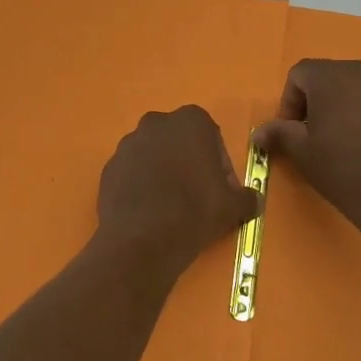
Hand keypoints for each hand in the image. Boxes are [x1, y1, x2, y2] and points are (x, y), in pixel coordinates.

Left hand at [96, 106, 259, 280]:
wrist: (142, 239)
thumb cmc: (195, 211)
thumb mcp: (234, 206)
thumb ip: (246, 196)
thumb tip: (252, 200)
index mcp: (190, 121)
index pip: (211, 136)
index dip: (219, 163)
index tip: (221, 189)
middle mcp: (155, 124)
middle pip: (179, 142)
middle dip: (189, 163)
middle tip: (197, 197)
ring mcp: (127, 145)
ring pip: (153, 156)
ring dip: (163, 173)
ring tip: (171, 207)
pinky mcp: (108, 168)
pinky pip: (132, 173)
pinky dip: (141, 186)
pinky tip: (149, 212)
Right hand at [253, 57, 360, 265]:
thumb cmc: (343, 168)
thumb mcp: (302, 152)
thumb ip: (279, 133)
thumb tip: (259, 132)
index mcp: (334, 75)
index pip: (300, 74)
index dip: (290, 101)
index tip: (293, 131)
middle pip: (332, 78)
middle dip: (319, 102)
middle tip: (317, 137)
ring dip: (348, 108)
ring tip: (347, 143)